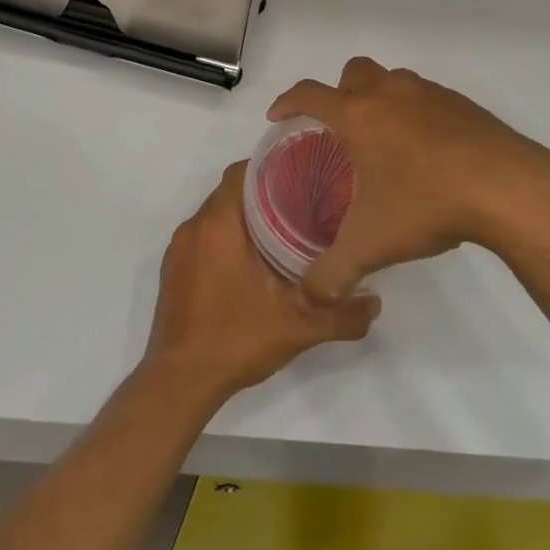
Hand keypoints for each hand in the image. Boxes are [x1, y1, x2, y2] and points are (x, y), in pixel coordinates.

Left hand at [146, 161, 379, 399]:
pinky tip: (251, 261)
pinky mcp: (174, 269)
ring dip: (244, 217)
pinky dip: (226, 238)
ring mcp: (179, 248)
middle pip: (230, 192)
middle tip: (301, 204)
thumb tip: (375, 302)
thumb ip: (341, 314)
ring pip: (216, 215)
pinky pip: (203, 237)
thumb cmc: (235, 340)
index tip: (301, 175)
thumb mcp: (297, 328)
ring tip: (282, 230)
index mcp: (218, 224)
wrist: (180, 382)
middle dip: (263, 193)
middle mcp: (194, 227)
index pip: (241, 172)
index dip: (271, 167)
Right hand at [269, 57, 549, 301]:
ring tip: (386, 142)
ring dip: (381, 99)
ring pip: (393, 80)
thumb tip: (307, 298)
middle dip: (339, 92)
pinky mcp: (463, 104)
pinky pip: (427, 97)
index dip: (287, 102)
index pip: (309, 94)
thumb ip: (332, 273)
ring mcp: (430, 93)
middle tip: (340, 129)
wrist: (507, 188)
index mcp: (358, 115)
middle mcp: (390, 93)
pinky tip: (429, 153)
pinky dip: (417, 114)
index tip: (277, 116)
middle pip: (354, 72)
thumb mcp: (371, 245)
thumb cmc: (426, 203)